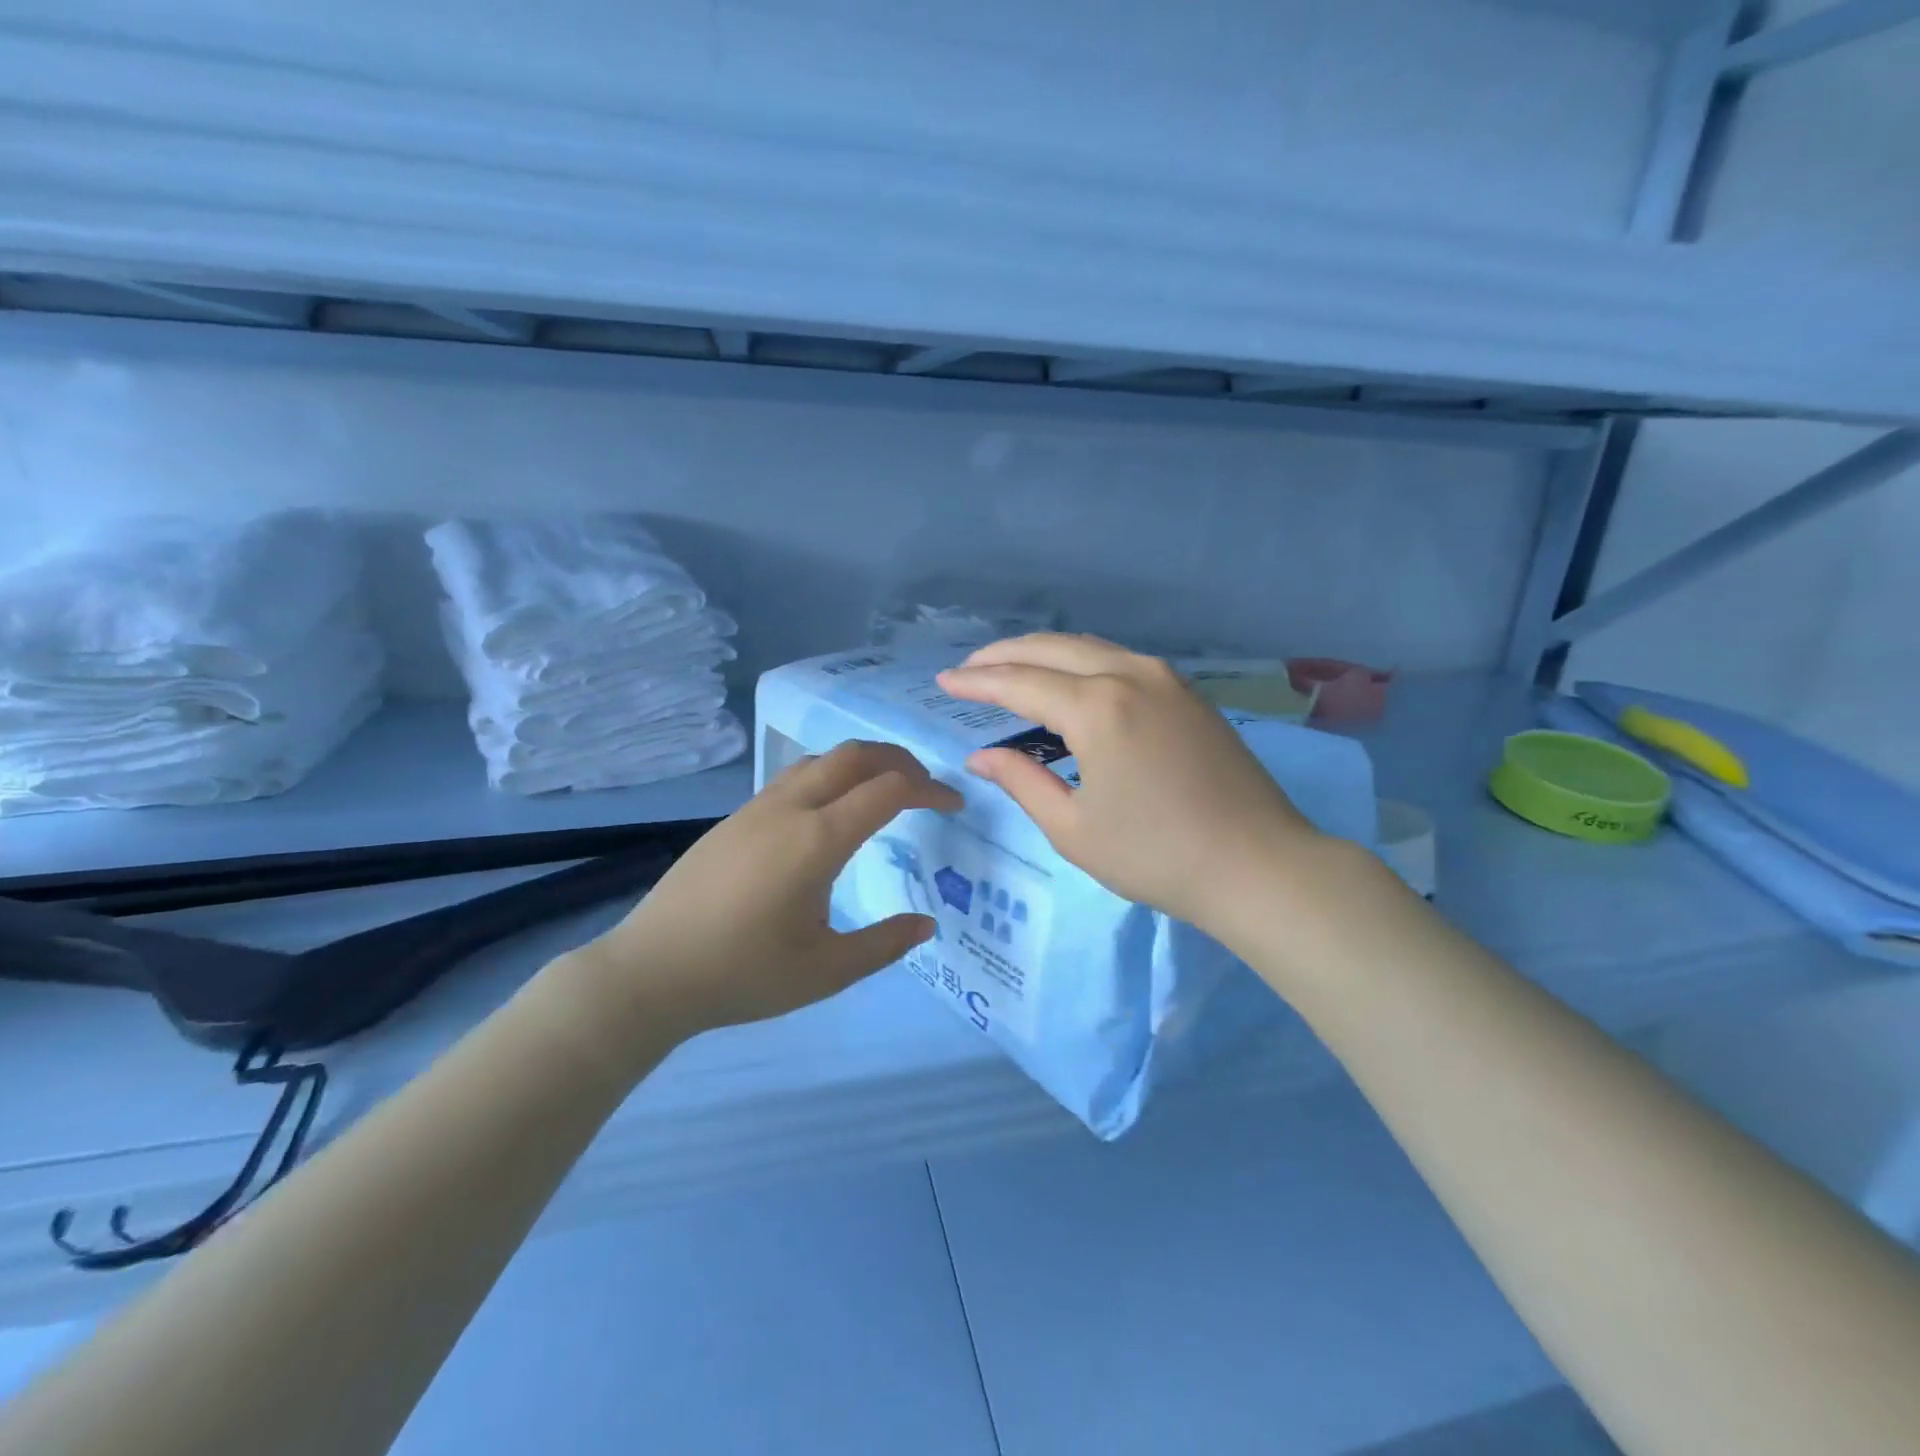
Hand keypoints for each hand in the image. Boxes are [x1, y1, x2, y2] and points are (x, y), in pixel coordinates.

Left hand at [577, 741, 961, 1039]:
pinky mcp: (735, 818)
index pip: (890, 790)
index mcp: (818, 839)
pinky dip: (830, 777)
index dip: (930, 790)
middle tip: (926, 787)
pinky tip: (831, 814)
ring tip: (884, 793)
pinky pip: (794, 777)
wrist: (649, 972)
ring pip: (820, 760)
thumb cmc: (743, 974)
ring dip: (862, 764)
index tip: (954, 806)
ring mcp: (757, 808)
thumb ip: (884, 944)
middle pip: (855, 755)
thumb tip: (926, 923)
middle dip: (900, 761)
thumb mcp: (826, 971)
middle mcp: (790, 808)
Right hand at [937, 634, 1320, 935]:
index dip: (977, 683)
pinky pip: (1119, 660)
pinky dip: (1081, 662)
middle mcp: (1129, 676)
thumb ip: (1021, 781)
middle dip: (1004, 655)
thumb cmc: (1156, 856)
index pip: (1019, 683)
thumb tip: (981, 756)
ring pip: (1089, 647)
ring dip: (1044, 653)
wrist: (1258, 865)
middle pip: (1052, 649)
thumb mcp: (1073, 828)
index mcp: (1097, 708)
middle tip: (969, 669)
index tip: (942, 682)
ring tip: (1010, 669)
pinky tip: (1068, 681)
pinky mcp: (1187, 693)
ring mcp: (1165, 679)